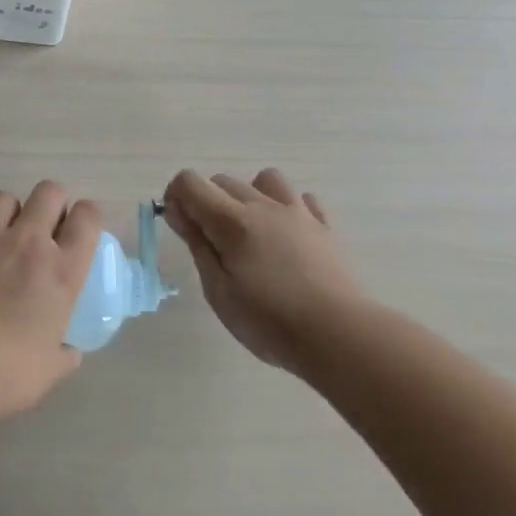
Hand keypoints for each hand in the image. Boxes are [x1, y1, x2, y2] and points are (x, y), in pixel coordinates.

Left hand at [0, 181, 101, 418]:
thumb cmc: (7, 375)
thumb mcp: (53, 368)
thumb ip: (65, 350)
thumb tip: (65, 347)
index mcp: (62, 271)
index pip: (88, 217)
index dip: (88, 217)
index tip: (80, 231)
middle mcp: (28, 243)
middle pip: (49, 192)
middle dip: (52, 204)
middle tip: (46, 230)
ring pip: (6, 197)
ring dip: (12, 212)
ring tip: (6, 235)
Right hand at [163, 168, 368, 374]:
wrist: (339, 336)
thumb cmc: (268, 320)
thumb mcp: (218, 289)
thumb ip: (197, 244)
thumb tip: (176, 211)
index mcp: (232, 221)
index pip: (190, 182)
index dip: (176, 197)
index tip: (180, 226)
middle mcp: (264, 206)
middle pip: (223, 180)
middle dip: (206, 201)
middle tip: (210, 242)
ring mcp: (298, 213)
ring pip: (265, 180)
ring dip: (249, 196)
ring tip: (250, 231)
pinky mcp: (324, 227)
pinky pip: (302, 199)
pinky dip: (287, 208)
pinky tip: (286, 236)